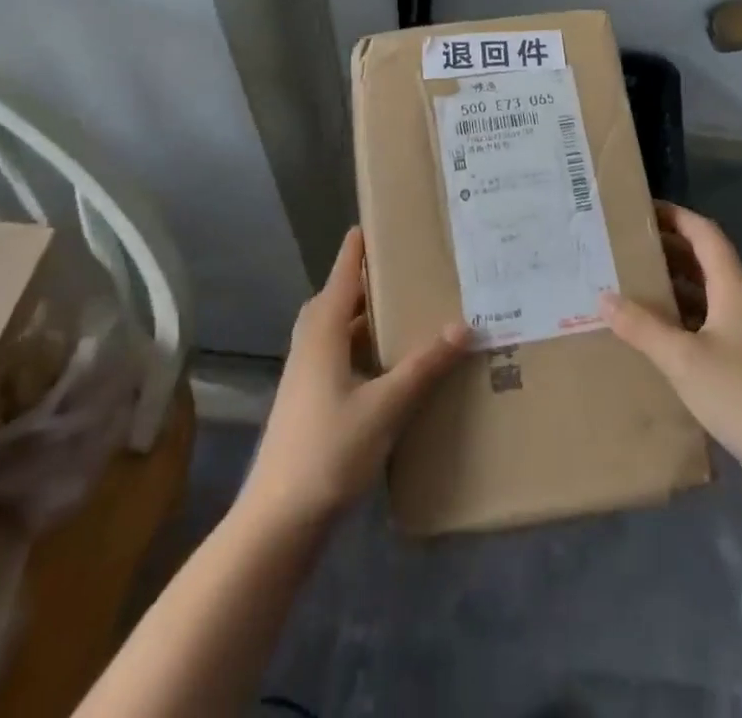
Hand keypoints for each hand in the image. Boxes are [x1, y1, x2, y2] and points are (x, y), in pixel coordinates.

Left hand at [241, 227, 470, 526]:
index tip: (375, 221)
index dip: (357, 247)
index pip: (342, 273)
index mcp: (323, 331)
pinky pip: (338, 354)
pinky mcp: (309, 399)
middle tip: (402, 268)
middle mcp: (310, 343)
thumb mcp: (385, 406)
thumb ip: (424, 366)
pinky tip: (388, 364)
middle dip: (366, 280)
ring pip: (337, 329)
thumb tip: (464, 325)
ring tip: (403, 310)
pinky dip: (362, 346)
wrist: (278, 520)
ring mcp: (306, 373)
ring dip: (364, 316)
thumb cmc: (329, 451)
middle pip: (337, 298)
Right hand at [601, 202, 741, 481]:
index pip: (705, 234)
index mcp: (733, 288)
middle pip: (704, 260)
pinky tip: (656, 332)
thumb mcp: (683, 359)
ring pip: (705, 292)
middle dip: (668, 248)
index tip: (642, 209)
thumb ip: (642, 326)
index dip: (677, 216)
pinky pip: (707, 321)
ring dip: (673, 283)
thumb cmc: (741, 395)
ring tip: (632, 282)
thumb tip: (604, 296)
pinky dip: (681, 315)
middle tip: (626, 246)